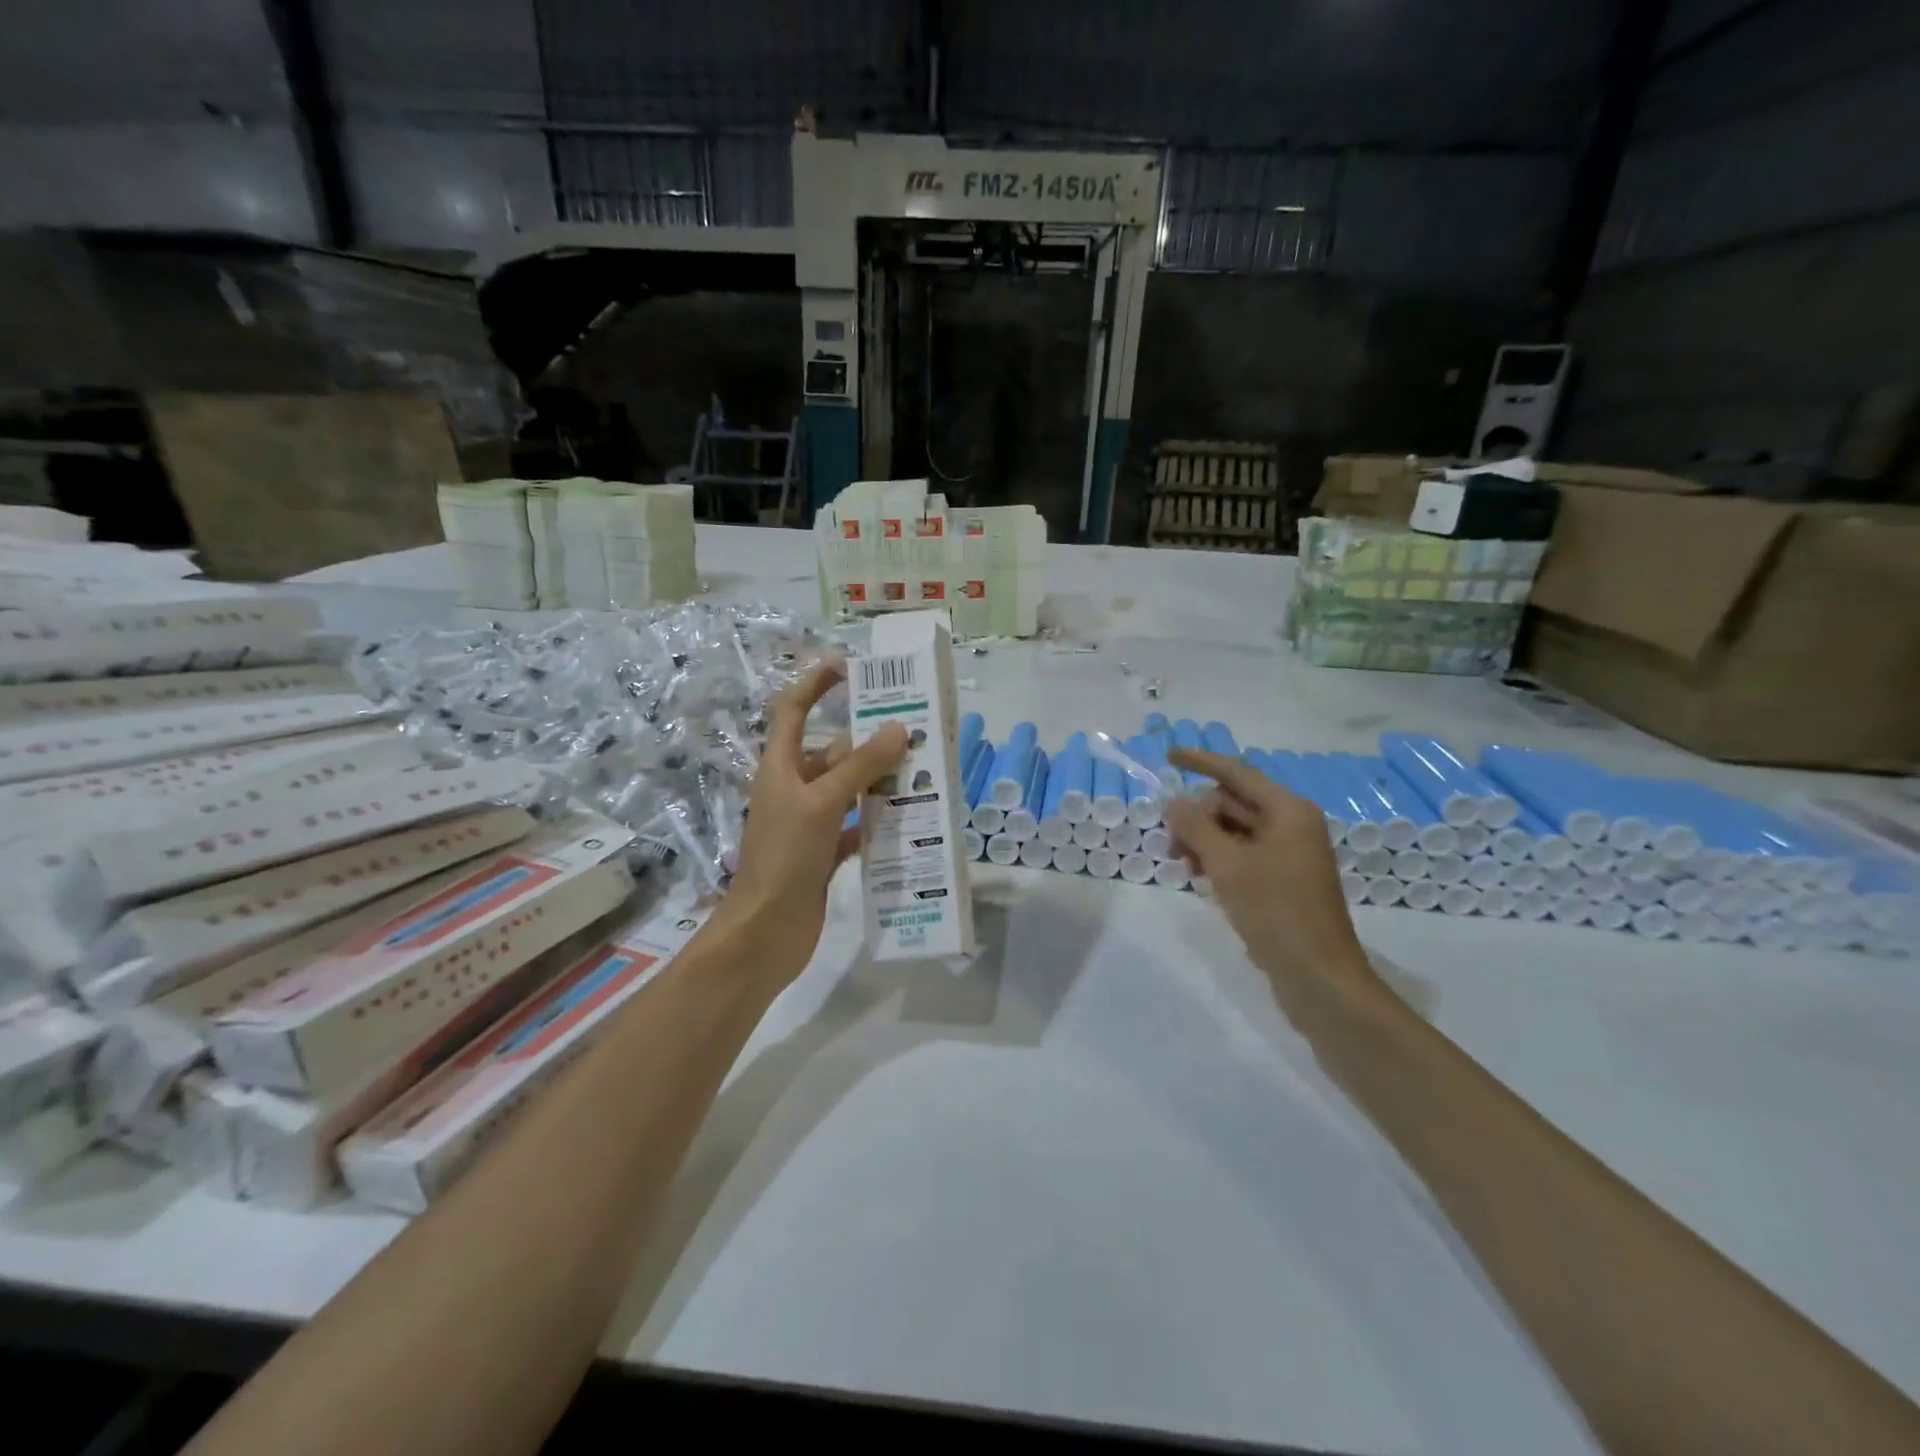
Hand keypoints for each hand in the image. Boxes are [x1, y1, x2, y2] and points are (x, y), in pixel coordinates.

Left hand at [710, 660, 907, 984]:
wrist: (765, 933)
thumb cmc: (784, 858)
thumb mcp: (821, 803)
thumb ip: (859, 766)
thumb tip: (898, 728)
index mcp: (781, 768)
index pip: (793, 710)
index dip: (816, 684)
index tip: (850, 667)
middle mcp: (794, 789)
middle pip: (833, 752)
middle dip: (870, 740)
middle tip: (916, 731)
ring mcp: (810, 823)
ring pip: (850, 789)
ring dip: (881, 781)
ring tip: (925, 772)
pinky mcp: (824, 853)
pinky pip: (857, 825)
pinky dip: (880, 820)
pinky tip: (911, 819)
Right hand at [1164, 748, 1383, 1021]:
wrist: (1319, 977)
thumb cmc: (1275, 912)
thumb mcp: (1227, 865)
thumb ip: (1196, 827)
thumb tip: (1174, 803)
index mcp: (1288, 811)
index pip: (1237, 773)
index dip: (1201, 762)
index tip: (1168, 755)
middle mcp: (1293, 825)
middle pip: (1233, 803)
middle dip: (1198, 817)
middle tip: (1172, 847)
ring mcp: (1290, 854)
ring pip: (1235, 831)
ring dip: (1205, 841)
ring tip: (1184, 869)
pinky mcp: (1284, 880)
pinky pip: (1244, 854)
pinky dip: (1219, 860)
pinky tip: (1202, 879)